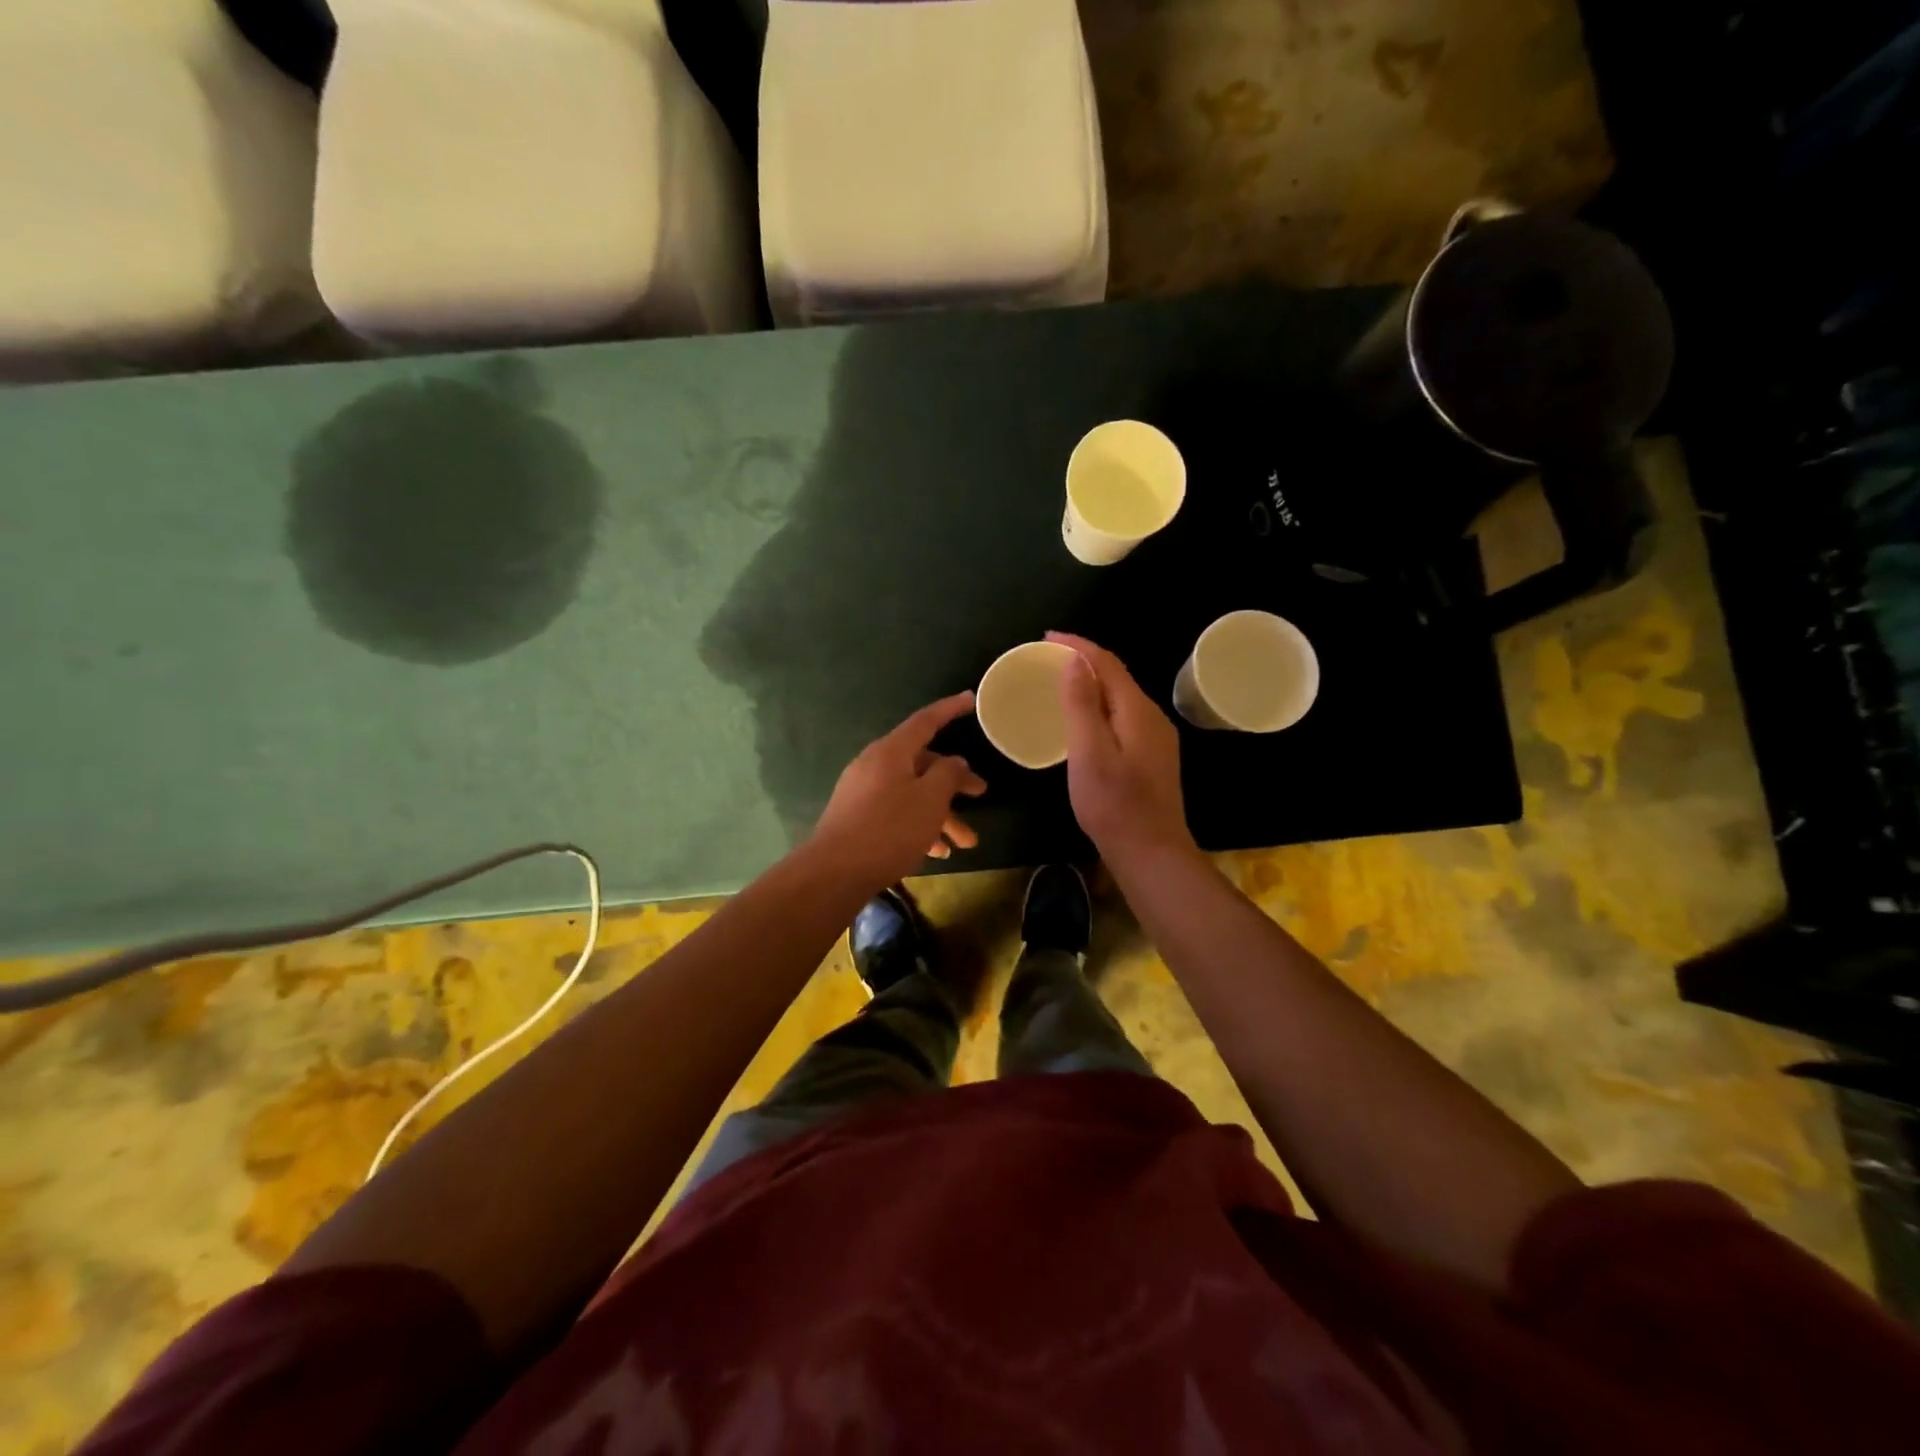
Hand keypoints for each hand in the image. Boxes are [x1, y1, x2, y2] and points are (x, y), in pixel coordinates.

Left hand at [808, 692, 988, 889]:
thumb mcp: (930, 800)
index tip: (970, 699)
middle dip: (954, 782)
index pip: (926, 721)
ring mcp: (863, 792)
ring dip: (941, 815)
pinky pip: (897, 812)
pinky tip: (937, 852)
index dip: (950, 709)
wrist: (835, 872)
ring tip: (965, 843)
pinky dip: (919, 826)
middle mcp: (875, 765)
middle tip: (981, 793)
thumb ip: (948, 774)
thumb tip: (954, 761)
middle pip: (923, 764)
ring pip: (912, 794)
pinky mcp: (858, 817)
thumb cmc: (889, 829)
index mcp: (891, 751)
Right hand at [1048, 632, 1197, 868]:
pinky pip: (1123, 717)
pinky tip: (1084, 720)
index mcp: (1137, 711)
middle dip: (1084, 661)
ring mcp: (1156, 739)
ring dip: (1092, 684)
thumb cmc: (1114, 805)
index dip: (1078, 646)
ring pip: (1120, 698)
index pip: (1107, 663)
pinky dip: (1100, 707)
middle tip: (1048, 659)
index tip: (1046, 638)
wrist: (1151, 853)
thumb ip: (1082, 705)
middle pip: (1117, 677)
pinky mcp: (1152, 757)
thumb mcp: (1089, 753)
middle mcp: (1152, 717)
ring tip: (1061, 683)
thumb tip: (1076, 661)